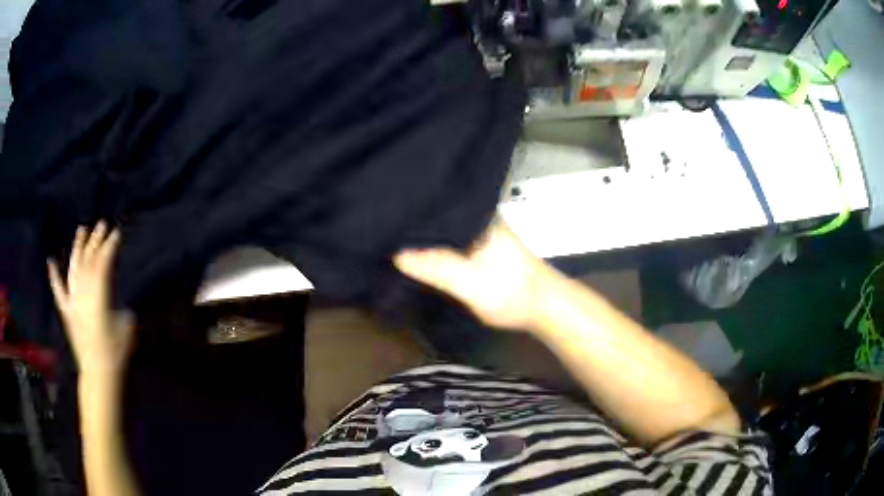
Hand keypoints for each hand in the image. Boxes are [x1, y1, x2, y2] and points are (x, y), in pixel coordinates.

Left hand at [48, 223, 134, 383]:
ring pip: (74, 269)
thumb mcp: (126, 328)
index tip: (116, 234)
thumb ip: (122, 310)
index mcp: (98, 295)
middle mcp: (83, 293)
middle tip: (102, 225)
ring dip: (78, 249)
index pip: (103, 263)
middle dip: (96, 242)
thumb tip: (119, 306)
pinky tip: (51, 262)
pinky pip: (59, 291)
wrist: (98, 375)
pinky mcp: (67, 313)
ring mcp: (72, 301)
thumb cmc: (115, 353)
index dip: (110, 246)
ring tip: (81, 230)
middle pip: (88, 261)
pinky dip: (54, 276)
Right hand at [394, 219, 555, 329]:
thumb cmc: (512, 292)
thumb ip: (436, 267)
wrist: (544, 307)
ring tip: (392, 239)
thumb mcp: (470, 283)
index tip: (382, 218)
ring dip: (424, 237)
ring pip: (443, 229)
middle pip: (437, 215)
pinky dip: (436, 247)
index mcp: (477, 215)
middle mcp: (478, 216)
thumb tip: (397, 253)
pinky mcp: (480, 245)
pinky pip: (451, 241)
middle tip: (382, 231)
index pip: (434, 205)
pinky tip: (418, 252)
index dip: (409, 212)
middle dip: (413, 224)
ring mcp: (480, 230)